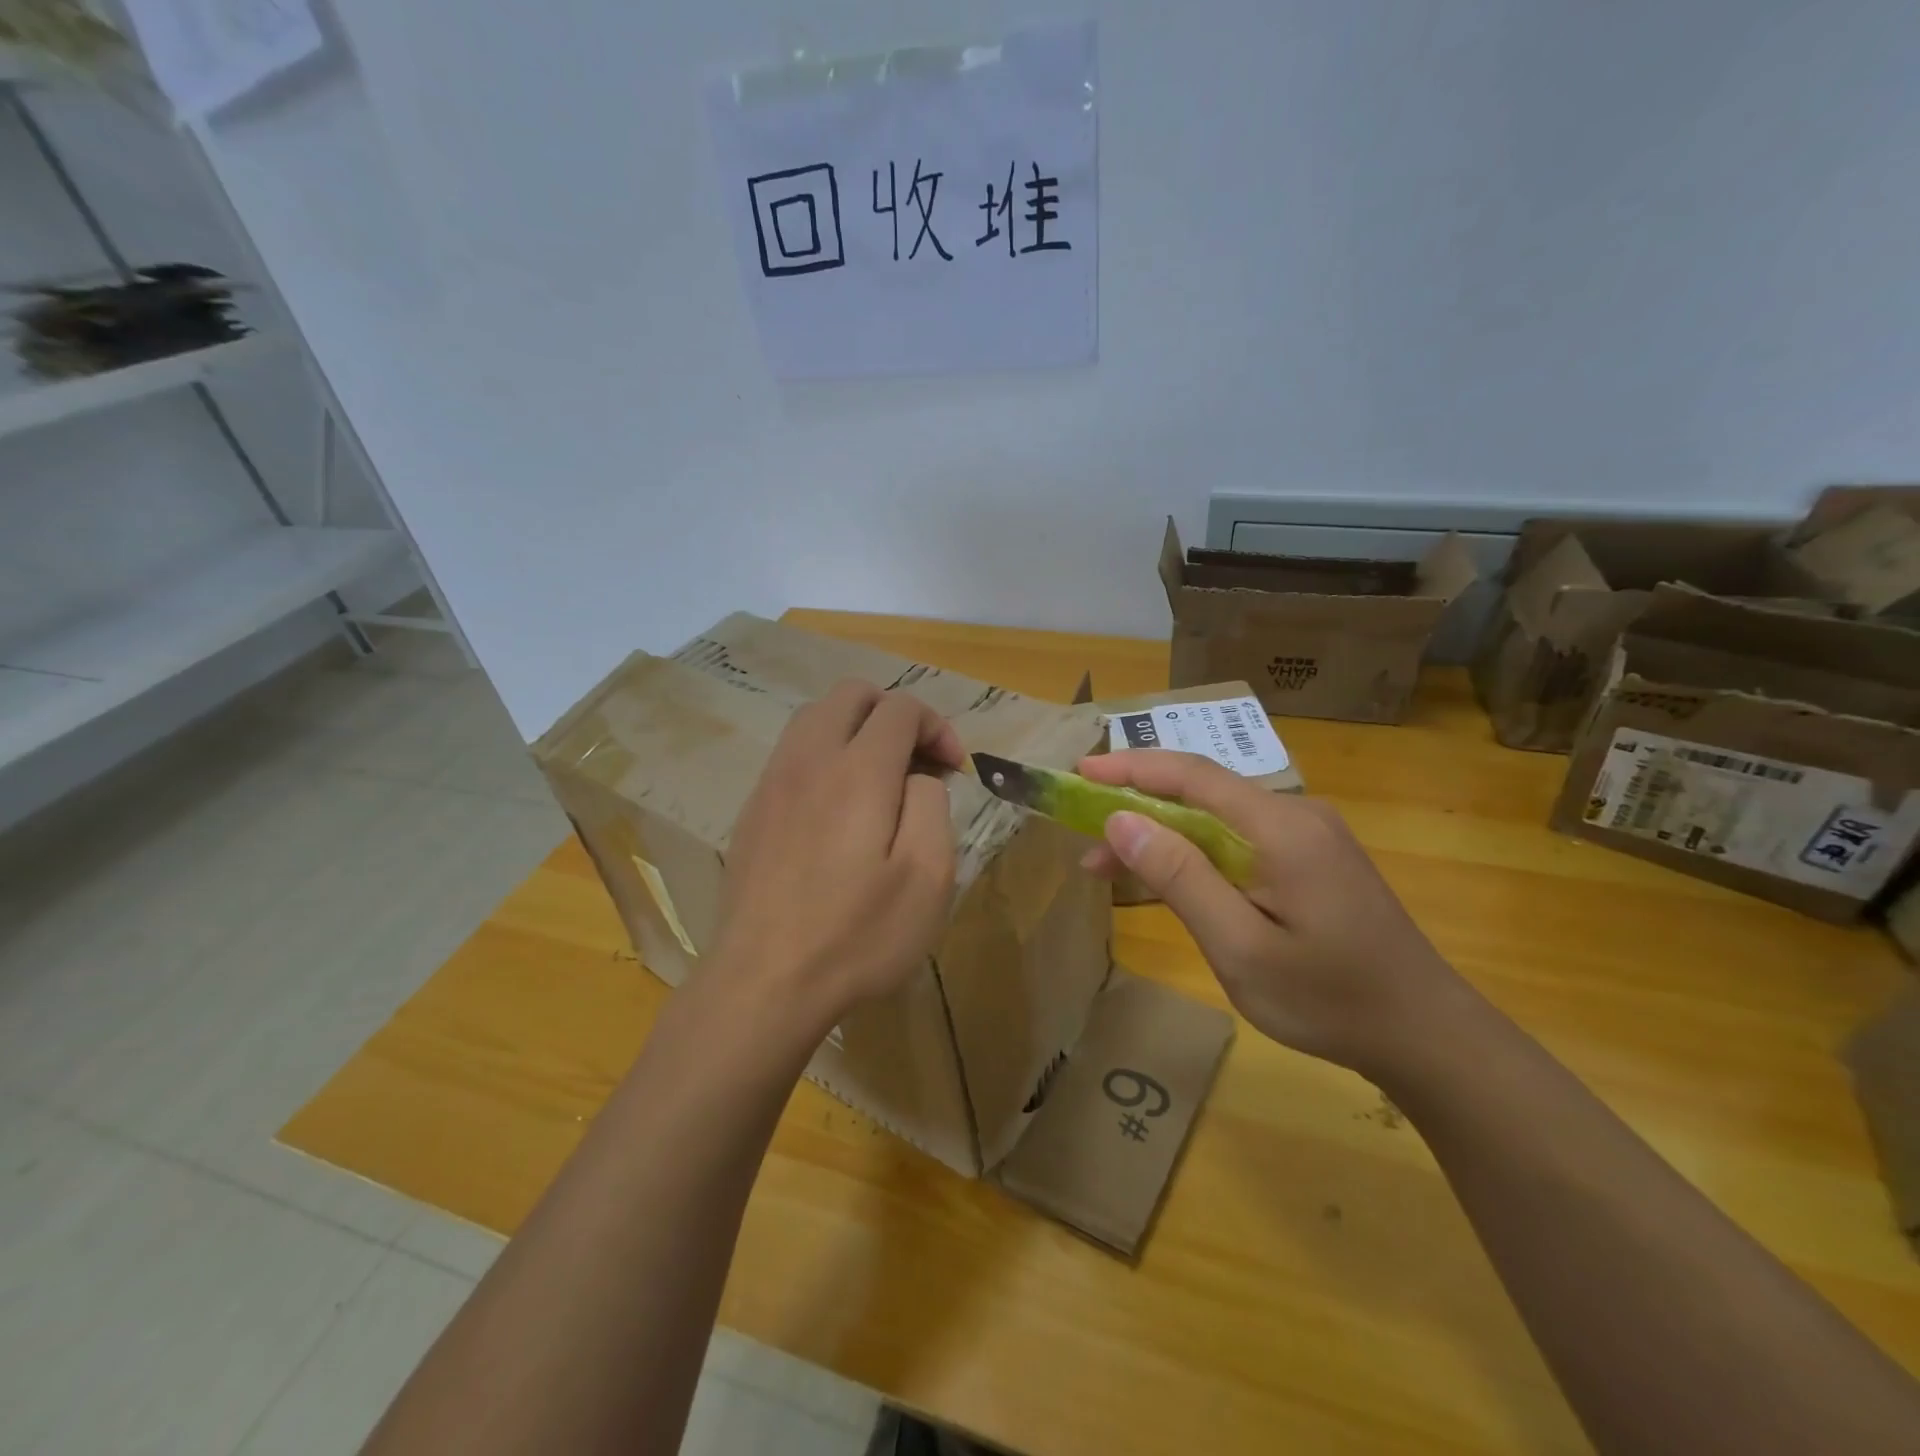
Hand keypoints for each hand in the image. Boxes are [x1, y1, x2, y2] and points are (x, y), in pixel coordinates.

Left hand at [710, 680, 962, 1040]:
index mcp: (858, 770)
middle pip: (852, 694)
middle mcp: (810, 759)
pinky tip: (838, 807)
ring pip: (815, 716)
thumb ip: (931, 805)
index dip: (937, 727)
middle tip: (918, 762)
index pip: (900, 708)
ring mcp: (773, 781)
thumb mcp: (927, 877)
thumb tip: (917, 776)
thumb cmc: (857, 935)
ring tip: (881, 778)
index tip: (954, 769)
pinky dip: (826, 754)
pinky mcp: (752, 809)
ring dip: (857, 729)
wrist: (763, 982)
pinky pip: (793, 752)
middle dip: (895, 713)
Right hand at [1078, 751, 1473, 1077]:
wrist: (1426, 1035)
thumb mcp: (1240, 948)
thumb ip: (1180, 878)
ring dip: (1163, 835)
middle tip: (1085, 839)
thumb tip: (1121, 820)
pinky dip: (1195, 853)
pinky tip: (1171, 878)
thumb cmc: (1329, 999)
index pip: (1192, 775)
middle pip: (1202, 794)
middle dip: (1137, 807)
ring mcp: (1308, 836)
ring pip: (1218, 819)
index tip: (1079, 772)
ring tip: (1111, 867)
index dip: (1131, 767)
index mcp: (1281, 827)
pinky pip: (1240, 840)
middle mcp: (1296, 815)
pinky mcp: (1312, 859)